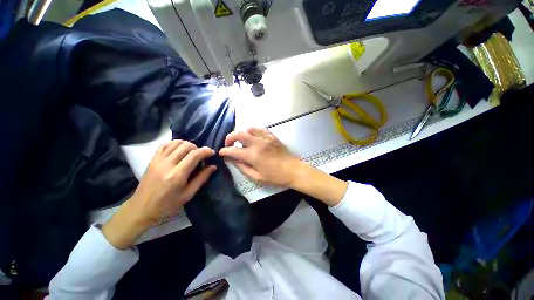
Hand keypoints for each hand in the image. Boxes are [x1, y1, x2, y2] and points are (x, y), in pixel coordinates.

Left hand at [130, 140, 215, 221]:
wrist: (142, 208)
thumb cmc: (168, 205)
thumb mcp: (188, 195)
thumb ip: (201, 179)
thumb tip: (213, 166)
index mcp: (177, 175)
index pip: (194, 155)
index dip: (205, 151)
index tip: (212, 152)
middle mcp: (167, 164)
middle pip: (186, 146)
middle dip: (197, 147)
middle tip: (202, 155)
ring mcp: (158, 161)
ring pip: (175, 143)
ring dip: (187, 144)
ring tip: (192, 151)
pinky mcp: (152, 160)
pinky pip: (164, 145)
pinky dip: (175, 143)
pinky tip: (179, 149)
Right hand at [219, 127, 301, 186]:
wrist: (294, 170)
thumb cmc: (276, 177)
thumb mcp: (257, 177)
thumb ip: (243, 168)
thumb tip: (232, 160)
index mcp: (253, 155)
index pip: (234, 150)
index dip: (225, 151)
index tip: (221, 153)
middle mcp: (258, 143)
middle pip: (239, 134)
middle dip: (230, 137)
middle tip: (228, 144)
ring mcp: (266, 138)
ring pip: (249, 129)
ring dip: (242, 133)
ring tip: (240, 140)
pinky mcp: (272, 136)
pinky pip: (261, 129)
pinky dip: (253, 130)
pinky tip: (253, 136)